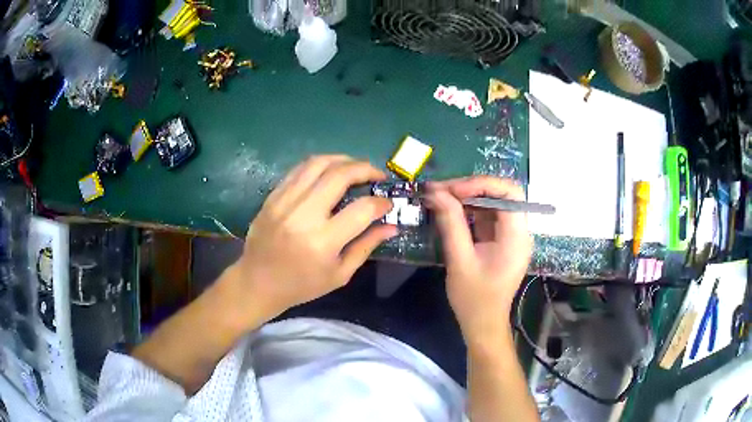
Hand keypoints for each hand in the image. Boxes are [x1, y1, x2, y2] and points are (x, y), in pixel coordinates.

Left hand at [220, 155, 396, 327]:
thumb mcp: (339, 274)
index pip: (361, 210)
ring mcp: (284, 202)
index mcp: (322, 242)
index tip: (388, 203)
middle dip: (365, 169)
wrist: (258, 282)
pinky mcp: (273, 197)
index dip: (381, 203)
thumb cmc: (302, 285)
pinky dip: (320, 165)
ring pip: (318, 164)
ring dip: (343, 160)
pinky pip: (299, 170)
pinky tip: (331, 170)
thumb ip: (366, 246)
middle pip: (340, 175)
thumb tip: (391, 226)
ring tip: (357, 167)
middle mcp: (303, 216)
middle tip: (377, 175)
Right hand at [425, 177, 532, 341]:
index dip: (481, 184)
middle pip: (501, 193)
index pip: (509, 192)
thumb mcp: (459, 260)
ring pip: (492, 202)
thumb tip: (436, 192)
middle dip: (471, 188)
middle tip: (440, 191)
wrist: (483, 323)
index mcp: (517, 236)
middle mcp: (519, 231)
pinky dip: (468, 209)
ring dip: (467, 196)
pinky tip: (449, 209)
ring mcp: (510, 235)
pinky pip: (487, 215)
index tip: (452, 190)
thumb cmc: (474, 298)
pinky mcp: (501, 240)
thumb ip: (451, 223)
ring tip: (440, 196)